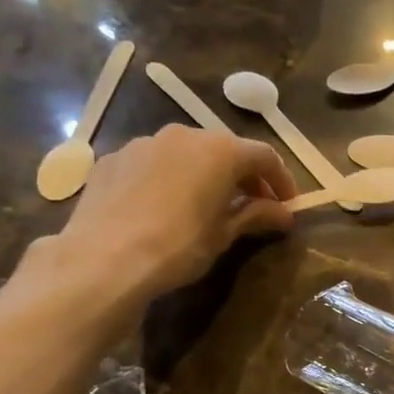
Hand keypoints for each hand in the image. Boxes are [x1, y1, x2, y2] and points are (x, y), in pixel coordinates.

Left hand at [18, 126, 296, 325]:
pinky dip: (169, 179)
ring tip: (207, 205)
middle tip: (253, 205)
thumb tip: (284, 214)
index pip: (264, 156)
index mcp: (220, 150)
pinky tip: (164, 207)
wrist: (105, 258)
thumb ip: (256, 216)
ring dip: (204, 174)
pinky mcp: (113, 159)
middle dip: (243, 176)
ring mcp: (144, 143)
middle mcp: (184, 135)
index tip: (288, 205)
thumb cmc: (179, 246)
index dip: (282, 181)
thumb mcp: (224, 235)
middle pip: (225, 149)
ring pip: (186, 154)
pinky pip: (153, 164)